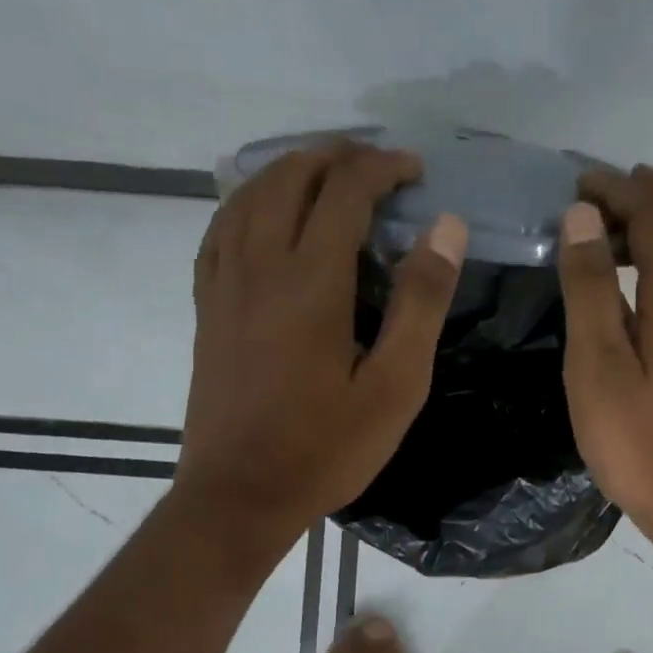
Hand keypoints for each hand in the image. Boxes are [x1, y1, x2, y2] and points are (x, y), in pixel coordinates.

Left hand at [173, 141, 466, 550]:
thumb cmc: (325, 448)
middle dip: (336, 157)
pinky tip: (263, 215)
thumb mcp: (396, 386)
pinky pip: (219, 231)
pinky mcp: (206, 308)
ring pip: (247, 196)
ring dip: (289, 170)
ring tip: (325, 175)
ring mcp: (223, 285)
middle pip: (290, 178)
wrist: (239, 496)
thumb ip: (421, 302)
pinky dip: (246, 203)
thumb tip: (446, 228)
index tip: (414, 170)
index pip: (345, 191)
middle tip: (375, 165)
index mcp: (311, 282)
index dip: (382, 167)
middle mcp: (259, 266)